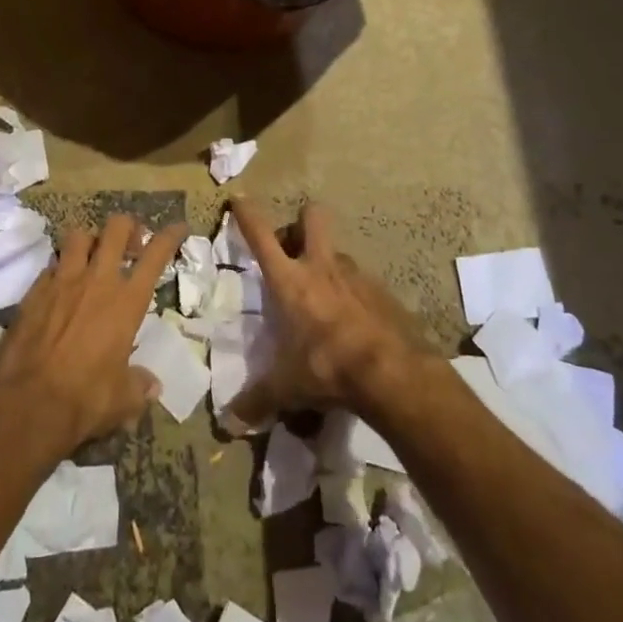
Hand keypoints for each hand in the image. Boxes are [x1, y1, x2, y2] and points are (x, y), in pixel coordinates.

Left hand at [0, 215, 186, 458]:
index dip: (170, 236)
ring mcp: (62, 281)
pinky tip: (60, 287)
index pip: (155, 255)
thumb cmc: (86, 398)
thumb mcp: (123, 399)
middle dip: (127, 228)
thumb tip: (152, 386)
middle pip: (116, 229)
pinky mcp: (33, 291)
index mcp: (126, 301)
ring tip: (92, 257)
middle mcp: (97, 280)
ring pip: (78, 236)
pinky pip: (51, 265)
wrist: (29, 403)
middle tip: (130, 244)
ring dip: (90, 240)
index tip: (178, 228)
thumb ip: (139, 385)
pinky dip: (59, 269)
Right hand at [228, 199, 434, 426]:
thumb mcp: (287, 387)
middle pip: (312, 218)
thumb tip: (231, 423)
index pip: (261, 236)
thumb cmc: (327, 368)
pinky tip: (354, 324)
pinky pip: (362, 282)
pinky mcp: (383, 291)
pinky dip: (354, 294)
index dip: (247, 214)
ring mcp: (356, 275)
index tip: (239, 198)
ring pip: (338, 252)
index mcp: (290, 281)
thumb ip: (258, 400)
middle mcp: (321, 267)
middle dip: (302, 221)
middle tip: (294, 247)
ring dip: (328, 264)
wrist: (392, 373)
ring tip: (324, 298)